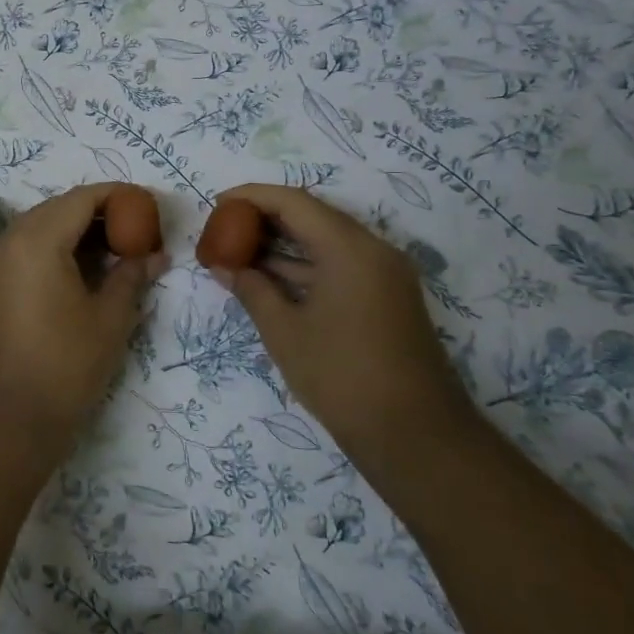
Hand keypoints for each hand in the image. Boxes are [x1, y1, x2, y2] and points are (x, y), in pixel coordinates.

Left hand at [0, 184, 167, 449]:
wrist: (8, 419)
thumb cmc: (65, 365)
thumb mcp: (110, 318)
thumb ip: (132, 275)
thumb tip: (155, 255)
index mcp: (37, 239)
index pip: (82, 198)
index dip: (118, 197)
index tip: (148, 207)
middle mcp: (9, 239)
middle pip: (60, 208)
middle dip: (99, 213)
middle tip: (137, 231)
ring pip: (41, 226)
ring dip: (77, 231)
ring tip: (117, 250)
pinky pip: (26, 248)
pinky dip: (56, 247)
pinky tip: (84, 269)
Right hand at [208, 184, 472, 465]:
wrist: (416, 436)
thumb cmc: (342, 377)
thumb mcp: (285, 332)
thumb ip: (251, 290)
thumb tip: (224, 267)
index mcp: (350, 248)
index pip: (294, 202)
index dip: (252, 197)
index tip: (217, 204)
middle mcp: (373, 250)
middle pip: (313, 217)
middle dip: (266, 219)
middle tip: (225, 228)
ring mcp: (385, 275)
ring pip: (327, 242)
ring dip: (284, 245)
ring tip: (238, 252)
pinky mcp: (387, 298)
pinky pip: (340, 266)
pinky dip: (305, 267)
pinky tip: (270, 279)